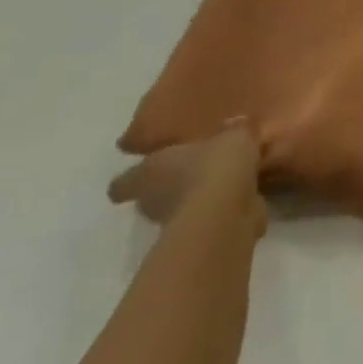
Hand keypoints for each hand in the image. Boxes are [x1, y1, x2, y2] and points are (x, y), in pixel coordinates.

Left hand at [108, 122, 265, 231]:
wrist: (226, 213)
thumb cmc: (215, 166)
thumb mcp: (232, 136)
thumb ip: (232, 131)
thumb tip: (234, 123)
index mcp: (149, 171)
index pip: (123, 182)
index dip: (131, 178)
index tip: (143, 172)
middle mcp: (152, 199)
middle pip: (150, 196)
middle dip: (169, 187)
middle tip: (192, 173)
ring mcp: (172, 223)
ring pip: (179, 209)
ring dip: (194, 201)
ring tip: (221, 187)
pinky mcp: (196, 239)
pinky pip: (206, 221)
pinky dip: (218, 214)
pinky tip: (238, 203)